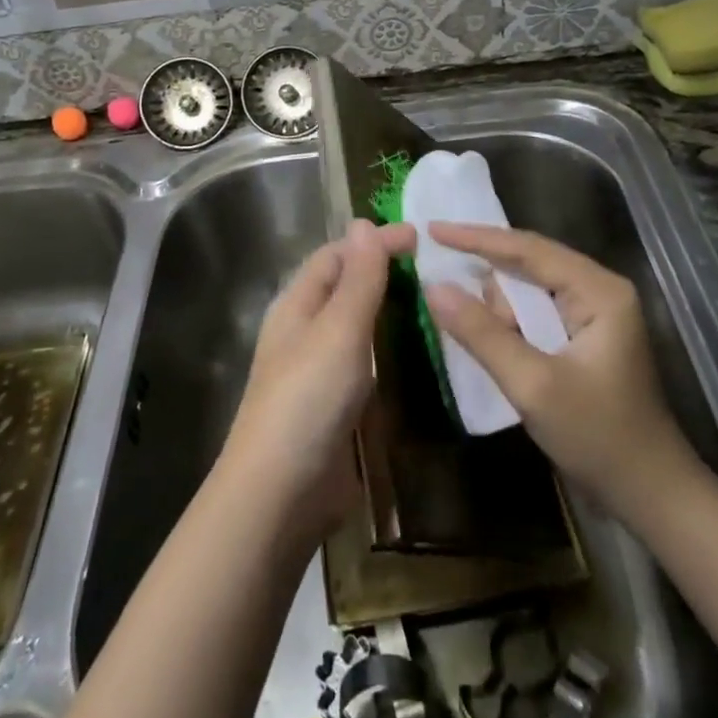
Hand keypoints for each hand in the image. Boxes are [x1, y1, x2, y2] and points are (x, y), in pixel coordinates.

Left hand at [221, 219, 416, 545]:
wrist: (281, 494)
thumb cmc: (308, 399)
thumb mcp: (338, 330)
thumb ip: (357, 279)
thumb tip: (363, 223)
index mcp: (297, 306)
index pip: (336, 256)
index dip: (373, 242)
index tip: (420, 237)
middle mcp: (306, 332)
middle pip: (345, 288)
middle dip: (384, 272)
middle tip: (436, 268)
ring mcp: (321, 372)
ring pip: (358, 327)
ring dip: (390, 311)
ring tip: (436, 303)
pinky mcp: (337, 407)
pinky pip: (367, 364)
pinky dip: (391, 351)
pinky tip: (421, 354)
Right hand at [423, 224, 703, 520]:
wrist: (651, 495)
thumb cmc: (599, 437)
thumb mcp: (533, 386)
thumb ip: (482, 334)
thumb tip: (433, 288)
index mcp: (598, 291)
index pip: (528, 249)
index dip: (476, 238)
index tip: (432, 229)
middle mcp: (599, 290)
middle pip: (529, 263)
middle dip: (485, 273)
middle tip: (437, 275)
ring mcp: (595, 314)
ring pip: (530, 289)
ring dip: (498, 306)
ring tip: (472, 331)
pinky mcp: (585, 337)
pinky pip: (536, 313)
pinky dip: (509, 321)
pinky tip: (487, 336)